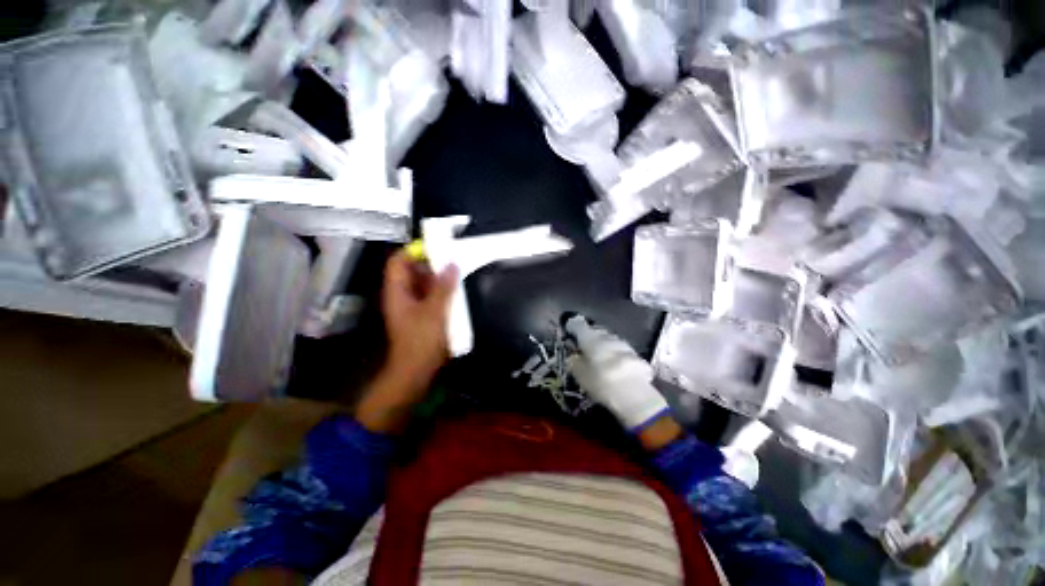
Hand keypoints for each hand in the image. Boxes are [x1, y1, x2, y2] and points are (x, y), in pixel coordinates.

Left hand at [356, 250, 457, 432]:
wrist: (416, 371)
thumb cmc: (421, 340)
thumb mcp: (435, 311)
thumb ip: (443, 287)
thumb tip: (451, 264)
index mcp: (397, 291)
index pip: (399, 261)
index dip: (415, 251)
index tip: (437, 248)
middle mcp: (402, 295)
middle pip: (413, 271)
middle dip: (432, 264)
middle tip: (454, 260)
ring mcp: (412, 306)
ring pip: (423, 284)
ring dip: (439, 278)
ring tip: (459, 273)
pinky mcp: (422, 315)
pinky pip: (430, 296)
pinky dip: (441, 291)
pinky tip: (457, 291)